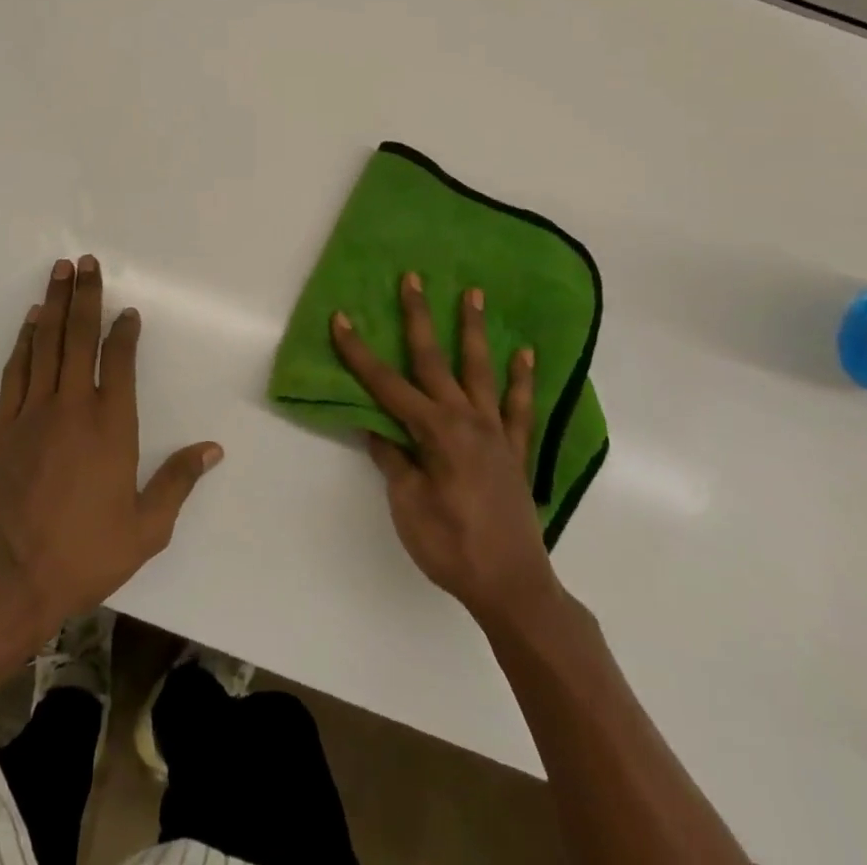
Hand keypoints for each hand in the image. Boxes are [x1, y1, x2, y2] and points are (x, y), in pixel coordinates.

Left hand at [0, 256, 222, 632]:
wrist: (12, 580)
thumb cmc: (86, 554)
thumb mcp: (147, 528)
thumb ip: (178, 482)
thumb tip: (213, 449)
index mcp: (112, 426)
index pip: (118, 360)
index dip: (124, 331)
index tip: (127, 312)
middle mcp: (73, 407)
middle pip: (79, 338)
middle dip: (85, 296)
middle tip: (85, 261)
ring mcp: (32, 413)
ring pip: (46, 344)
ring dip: (54, 305)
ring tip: (59, 271)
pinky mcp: (2, 426)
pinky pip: (16, 371)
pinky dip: (25, 341)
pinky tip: (31, 321)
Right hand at [331, 275, 563, 623]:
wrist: (512, 587)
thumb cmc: (451, 547)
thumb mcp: (408, 505)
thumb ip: (393, 460)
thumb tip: (375, 427)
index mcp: (434, 431)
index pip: (386, 385)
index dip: (358, 352)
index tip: (340, 319)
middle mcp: (465, 419)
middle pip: (434, 360)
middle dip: (418, 317)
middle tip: (412, 279)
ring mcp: (495, 431)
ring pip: (481, 369)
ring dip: (474, 330)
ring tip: (474, 294)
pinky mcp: (516, 449)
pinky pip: (520, 406)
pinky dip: (522, 379)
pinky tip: (525, 353)